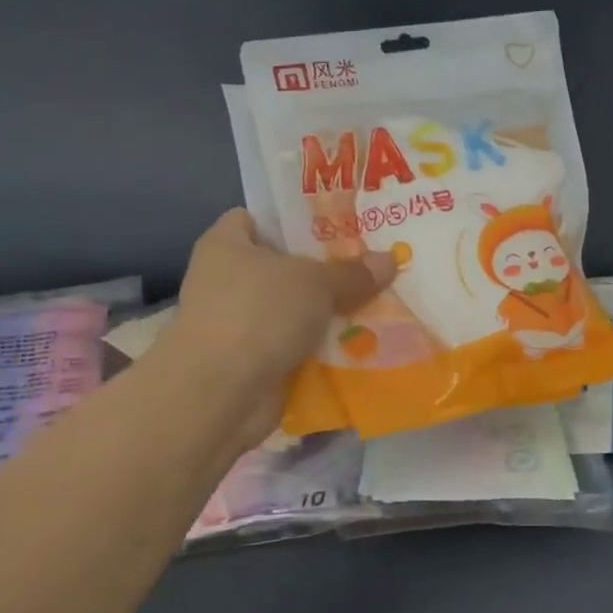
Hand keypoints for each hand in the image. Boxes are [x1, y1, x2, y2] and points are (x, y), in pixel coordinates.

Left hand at [160, 209, 394, 437]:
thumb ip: (353, 272)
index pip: (258, 219)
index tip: (339, 227)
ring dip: (329, 313)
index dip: (295, 221)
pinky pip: (297, 346)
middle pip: (285, 267)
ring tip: (377, 303)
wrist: (221, 393)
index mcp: (227, 245)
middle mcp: (227, 280)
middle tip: (371, 266)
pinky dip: (323, 348)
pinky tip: (363, 343)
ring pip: (295, 310)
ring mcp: (239, 324)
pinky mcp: (253, 361)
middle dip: (325, 271)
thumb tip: (391, 259)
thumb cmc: (260, 314)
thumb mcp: (316, 283)